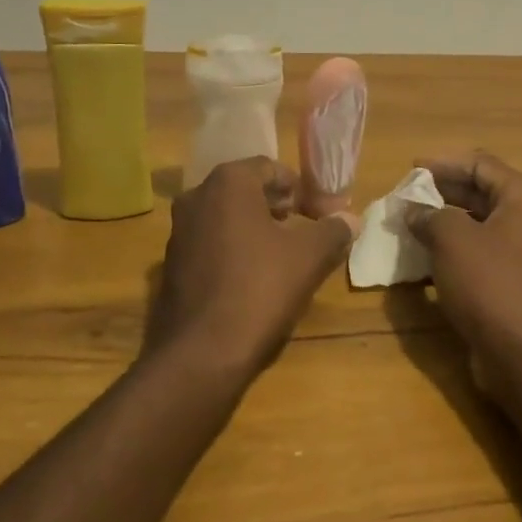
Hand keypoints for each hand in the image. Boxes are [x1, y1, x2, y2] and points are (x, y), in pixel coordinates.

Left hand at [143, 157, 358, 381]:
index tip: (320, 214)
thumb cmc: (260, 288)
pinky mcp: (171, 266)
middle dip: (278, 208)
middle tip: (305, 231)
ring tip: (284, 257)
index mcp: (228, 184)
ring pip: (226, 219)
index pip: (270, 168)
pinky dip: (234, 251)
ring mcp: (178, 233)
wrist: (202, 352)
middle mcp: (196, 198)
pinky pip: (210, 245)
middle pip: (246, 191)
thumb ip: (333, 230)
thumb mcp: (310, 257)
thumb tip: (350, 219)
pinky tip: (254, 280)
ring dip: (256, 229)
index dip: (300, 189)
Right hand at [405, 153, 521, 380]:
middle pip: (479, 192)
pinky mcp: (511, 280)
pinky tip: (423, 257)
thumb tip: (414, 211)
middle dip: (441, 192)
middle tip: (405, 196)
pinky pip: (477, 253)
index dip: (443, 163)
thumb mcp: (452, 240)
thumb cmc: (490, 283)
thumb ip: (429, 215)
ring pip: (476, 224)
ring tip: (408, 224)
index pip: (480, 163)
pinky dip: (451, 250)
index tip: (410, 169)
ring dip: (443, 222)